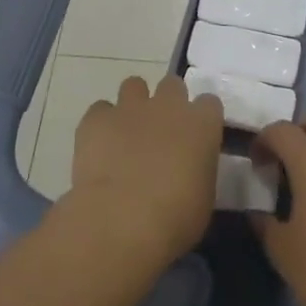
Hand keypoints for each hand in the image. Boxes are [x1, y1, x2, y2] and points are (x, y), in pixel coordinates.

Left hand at [66, 75, 223, 271]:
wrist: (121, 220)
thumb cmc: (175, 217)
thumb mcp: (204, 197)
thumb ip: (198, 169)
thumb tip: (189, 168)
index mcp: (201, 123)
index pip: (209, 103)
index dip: (202, 118)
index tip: (197, 136)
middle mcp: (168, 105)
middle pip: (172, 85)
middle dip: (168, 102)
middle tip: (162, 131)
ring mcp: (130, 107)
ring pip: (134, 86)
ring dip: (134, 104)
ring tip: (128, 133)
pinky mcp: (96, 118)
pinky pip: (100, 110)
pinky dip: (101, 124)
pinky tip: (100, 147)